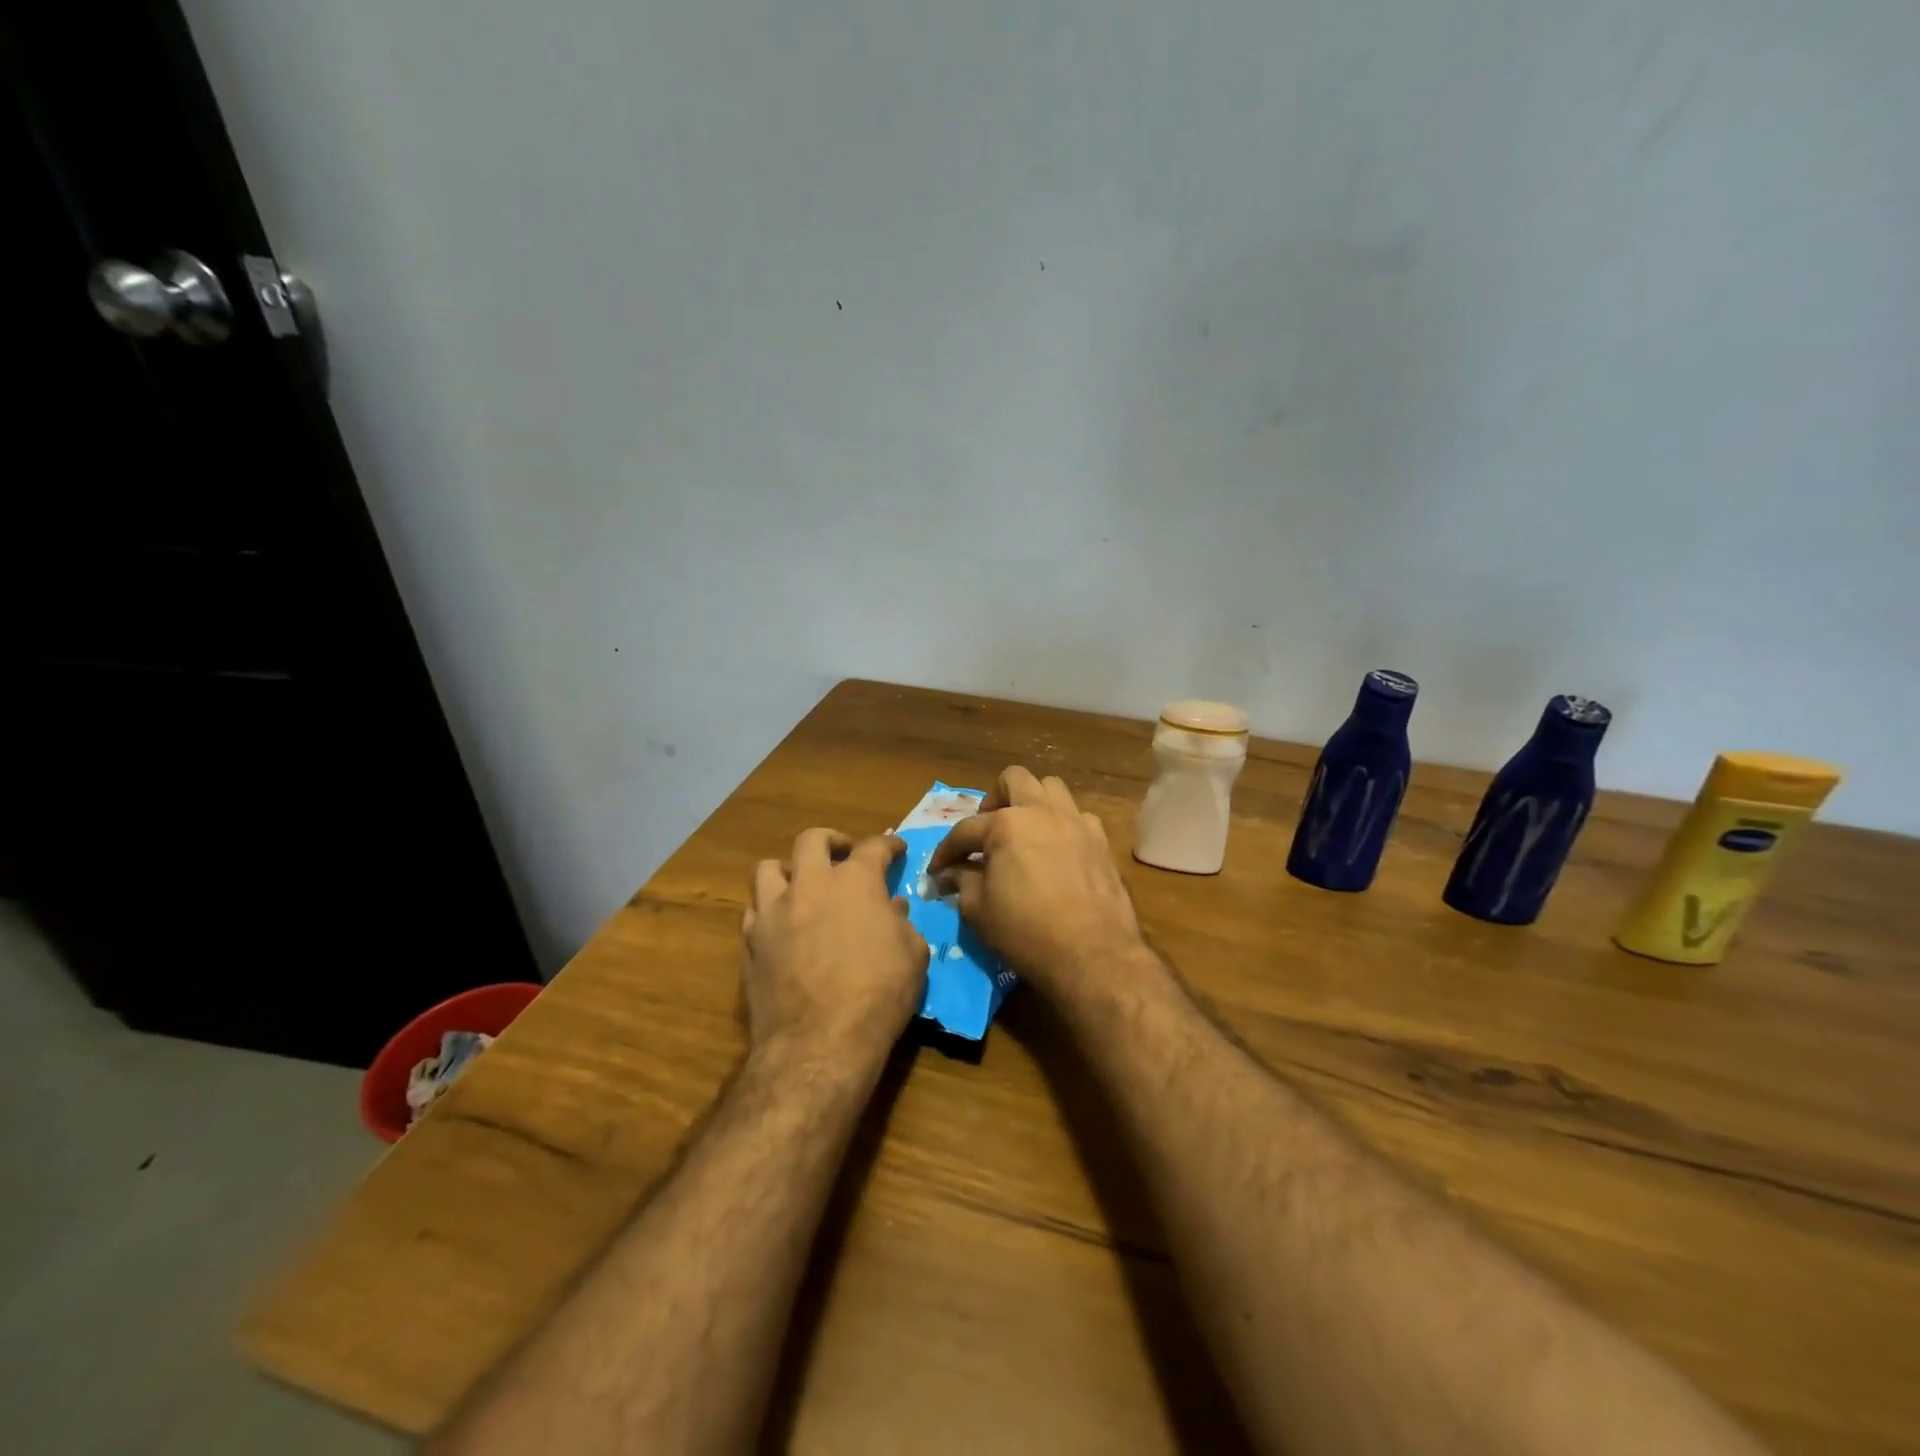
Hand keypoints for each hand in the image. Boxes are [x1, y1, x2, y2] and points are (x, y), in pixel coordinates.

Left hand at [742, 828, 927, 1066]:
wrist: (820, 1042)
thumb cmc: (879, 994)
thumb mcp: (913, 954)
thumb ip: (902, 923)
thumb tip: (891, 908)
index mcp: (855, 882)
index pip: (874, 847)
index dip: (889, 845)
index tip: (896, 849)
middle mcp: (810, 885)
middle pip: (811, 840)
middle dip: (831, 841)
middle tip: (843, 854)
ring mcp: (774, 912)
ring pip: (768, 868)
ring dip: (789, 870)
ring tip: (802, 885)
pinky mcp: (751, 943)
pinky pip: (754, 910)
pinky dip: (769, 909)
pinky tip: (782, 925)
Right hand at [926, 767, 1145, 997]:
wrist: (1093, 954)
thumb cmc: (1027, 932)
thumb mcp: (979, 911)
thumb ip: (962, 883)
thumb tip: (952, 874)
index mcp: (1005, 825)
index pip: (965, 830)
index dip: (946, 851)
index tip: (937, 871)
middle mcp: (1041, 811)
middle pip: (1013, 779)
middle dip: (993, 800)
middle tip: (987, 832)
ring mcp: (1076, 822)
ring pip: (1051, 789)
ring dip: (1032, 804)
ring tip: (1024, 833)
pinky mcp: (1101, 841)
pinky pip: (1078, 817)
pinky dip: (1063, 826)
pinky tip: (1057, 852)